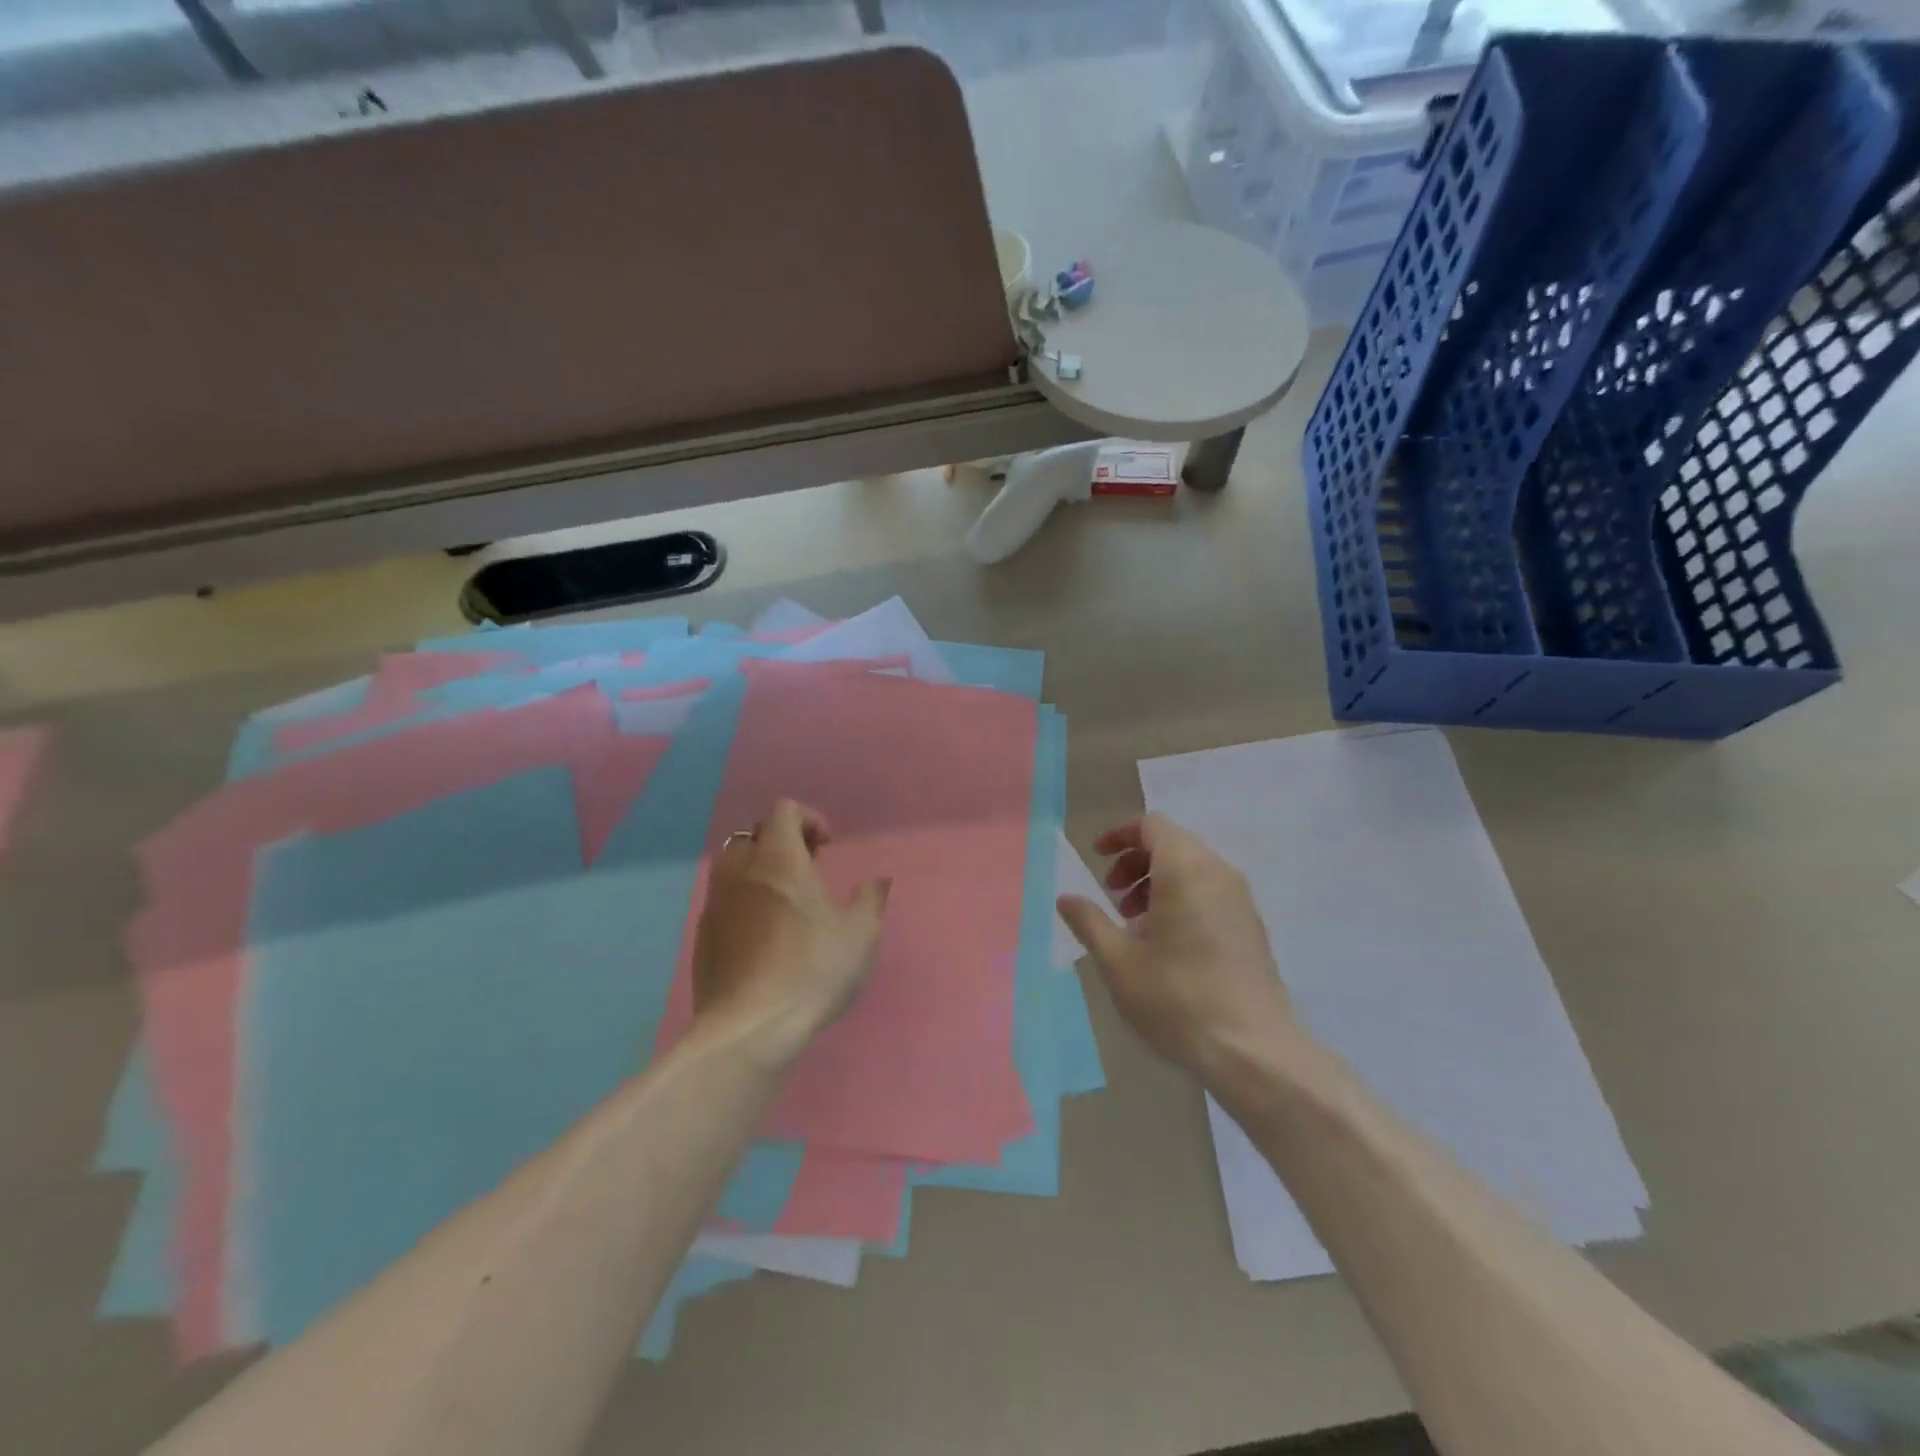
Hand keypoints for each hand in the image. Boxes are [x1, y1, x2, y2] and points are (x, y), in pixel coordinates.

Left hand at [691, 799, 890, 1061]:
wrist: (750, 1028)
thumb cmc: (812, 970)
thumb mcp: (860, 935)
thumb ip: (871, 898)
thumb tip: (879, 880)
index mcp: (779, 860)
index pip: (783, 811)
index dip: (808, 819)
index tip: (827, 847)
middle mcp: (741, 870)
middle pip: (755, 834)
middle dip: (782, 842)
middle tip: (808, 870)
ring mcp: (716, 902)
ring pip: (734, 865)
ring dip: (759, 870)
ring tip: (785, 901)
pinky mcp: (703, 934)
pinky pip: (723, 899)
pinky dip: (743, 900)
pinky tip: (763, 934)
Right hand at [1057, 814, 1294, 1081]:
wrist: (1252, 1051)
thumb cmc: (1177, 998)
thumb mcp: (1118, 961)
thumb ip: (1089, 921)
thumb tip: (1066, 898)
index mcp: (1185, 870)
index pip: (1152, 826)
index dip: (1120, 836)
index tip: (1096, 859)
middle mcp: (1218, 873)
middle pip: (1172, 844)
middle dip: (1135, 862)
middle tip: (1111, 897)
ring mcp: (1240, 900)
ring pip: (1192, 869)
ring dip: (1157, 882)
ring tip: (1134, 924)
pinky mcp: (1251, 926)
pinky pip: (1210, 892)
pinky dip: (1182, 899)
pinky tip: (1166, 943)